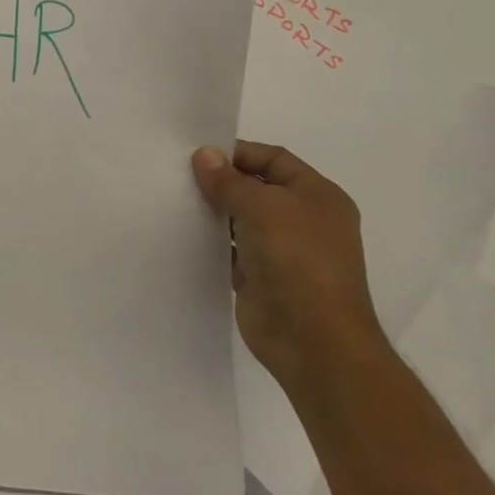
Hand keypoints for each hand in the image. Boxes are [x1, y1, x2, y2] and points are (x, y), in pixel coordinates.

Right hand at [192, 140, 388, 395]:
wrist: (313, 341)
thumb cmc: (297, 260)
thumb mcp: (261, 207)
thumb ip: (229, 181)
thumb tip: (204, 155)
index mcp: (318, 196)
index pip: (274, 159)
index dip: (238, 153)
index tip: (199, 154)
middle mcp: (305, 220)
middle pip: (257, 188)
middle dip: (222, 182)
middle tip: (180, 175)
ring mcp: (285, 252)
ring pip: (243, 220)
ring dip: (215, 212)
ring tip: (176, 201)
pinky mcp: (264, 279)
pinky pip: (233, 250)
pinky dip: (213, 242)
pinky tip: (185, 234)